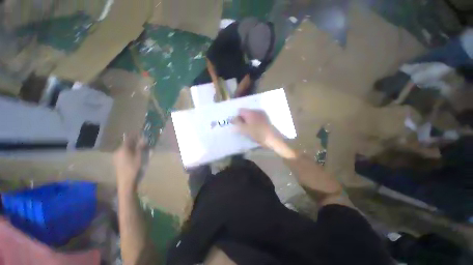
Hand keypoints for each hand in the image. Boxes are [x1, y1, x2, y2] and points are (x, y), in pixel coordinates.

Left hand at [113, 135, 145, 187]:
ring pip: (125, 148)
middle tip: (142, 141)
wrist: (126, 181)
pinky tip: (134, 154)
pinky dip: (129, 151)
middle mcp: (118, 151)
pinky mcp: (117, 161)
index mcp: (123, 149)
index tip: (141, 133)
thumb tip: (143, 139)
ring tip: (140, 147)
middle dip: (134, 141)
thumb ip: (140, 147)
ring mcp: (116, 156)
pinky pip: (124, 153)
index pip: (129, 139)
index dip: (135, 135)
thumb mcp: (139, 156)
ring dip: (132, 146)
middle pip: (127, 143)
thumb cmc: (134, 168)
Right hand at [232, 109, 282, 147]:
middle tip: (240, 127)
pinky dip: (253, 123)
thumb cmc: (258, 134)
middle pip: (246, 113)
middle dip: (242, 119)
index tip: (236, 124)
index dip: (236, 117)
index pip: (240, 111)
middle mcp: (257, 111)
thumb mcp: (245, 129)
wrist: (273, 139)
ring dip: (247, 121)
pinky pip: (256, 119)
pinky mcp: (266, 119)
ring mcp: (262, 115)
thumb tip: (231, 118)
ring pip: (251, 116)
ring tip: (247, 129)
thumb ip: (237, 123)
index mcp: (251, 112)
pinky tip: (254, 129)